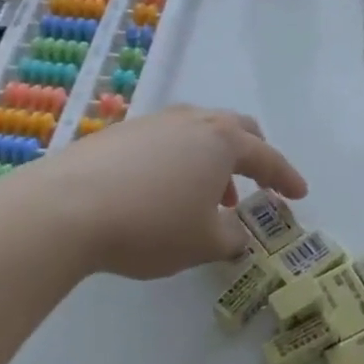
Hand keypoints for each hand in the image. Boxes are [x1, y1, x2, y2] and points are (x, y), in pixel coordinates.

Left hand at [28, 106, 306, 279]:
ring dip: (213, 160)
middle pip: (235, 128)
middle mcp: (191, 121)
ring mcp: (152, 122)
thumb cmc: (151, 225)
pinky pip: (166, 140)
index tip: (299, 194)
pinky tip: (164, 189)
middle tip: (257, 181)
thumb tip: (237, 233)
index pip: (267, 157)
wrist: (63, 209)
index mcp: (222, 141)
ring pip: (198, 131)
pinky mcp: (118, 133)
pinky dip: (180, 160)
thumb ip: (232, 238)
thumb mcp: (204, 243)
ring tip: (209, 195)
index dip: (286, 177)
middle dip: (252, 154)